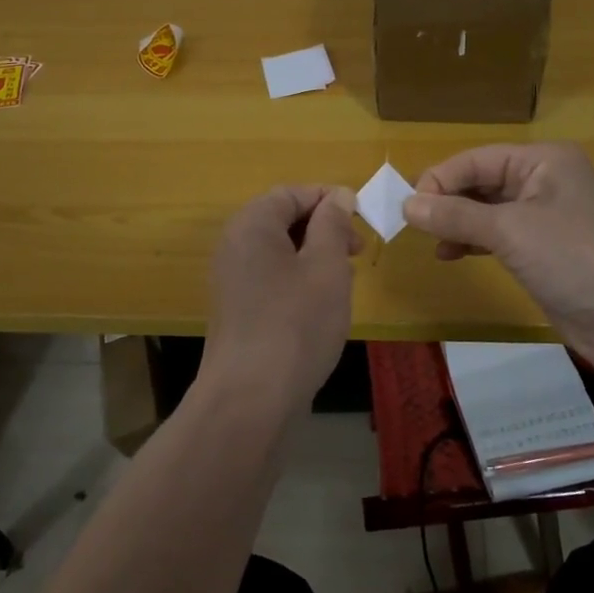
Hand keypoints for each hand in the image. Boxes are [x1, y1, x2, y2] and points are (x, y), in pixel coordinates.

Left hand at [202, 184, 360, 414]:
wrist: (250, 399)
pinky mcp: (237, 309)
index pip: (292, 193)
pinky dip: (298, 281)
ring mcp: (231, 279)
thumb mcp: (326, 267)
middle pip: (283, 219)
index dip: (329, 199)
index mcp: (252, 224)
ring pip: (280, 252)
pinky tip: (320, 308)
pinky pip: (271, 278)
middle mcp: (234, 245)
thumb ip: (333, 225)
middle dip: (324, 229)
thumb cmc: (296, 323)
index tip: (362, 219)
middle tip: (357, 252)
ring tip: (342, 282)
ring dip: (314, 257)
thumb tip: (338, 197)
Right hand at [400, 143, 593, 371]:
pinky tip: (452, 255)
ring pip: (488, 210)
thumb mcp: (510, 230)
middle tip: (414, 226)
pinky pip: (499, 236)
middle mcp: (545, 181)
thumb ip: (456, 215)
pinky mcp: (545, 251)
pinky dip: (474, 242)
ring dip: (458, 223)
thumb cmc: (574, 257)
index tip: (408, 207)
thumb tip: (407, 204)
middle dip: (448, 201)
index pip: (477, 159)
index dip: (440, 179)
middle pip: (482, 181)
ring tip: (433, 243)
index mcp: (544, 160)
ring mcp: (547, 218)